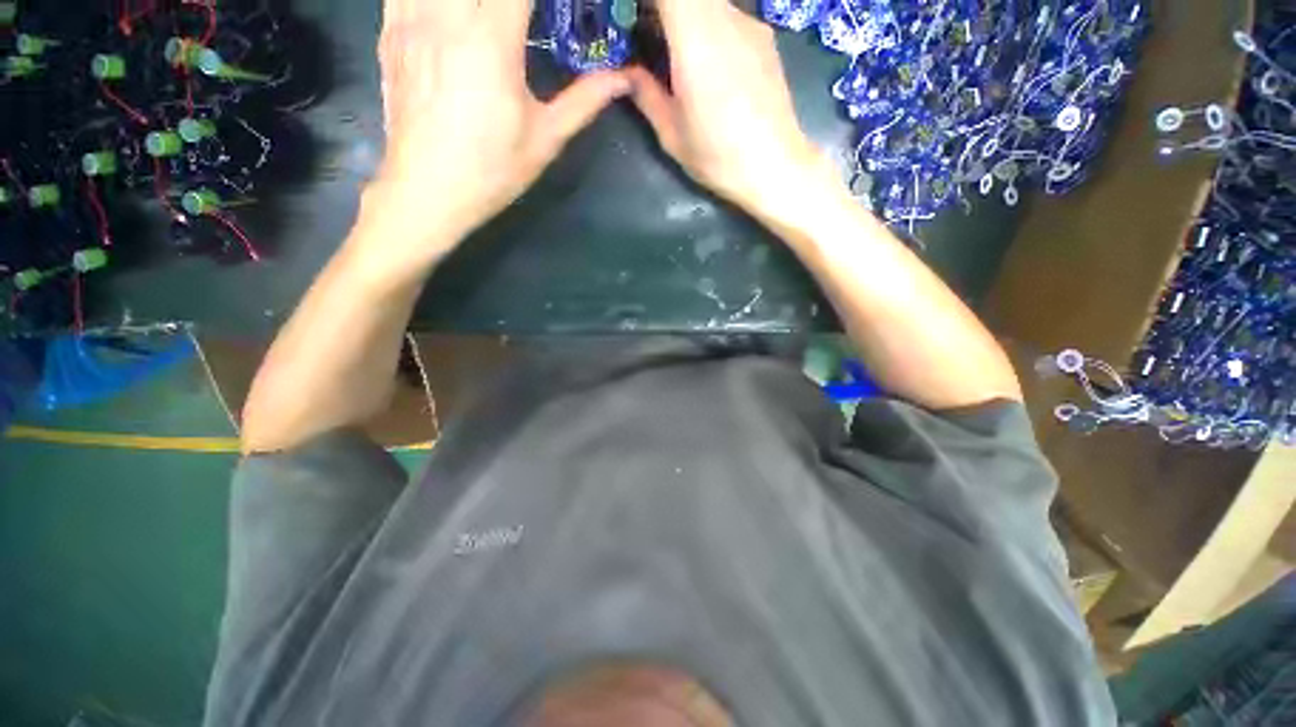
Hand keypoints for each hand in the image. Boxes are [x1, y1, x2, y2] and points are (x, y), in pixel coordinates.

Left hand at [368, 0, 630, 264]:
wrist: (428, 190)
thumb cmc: (492, 169)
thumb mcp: (546, 138)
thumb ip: (584, 100)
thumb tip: (622, 79)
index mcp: (492, 38)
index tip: (563, 10)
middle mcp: (447, 14)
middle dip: (514, 0)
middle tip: (526, 19)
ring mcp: (410, 17)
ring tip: (496, 20)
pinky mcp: (390, 31)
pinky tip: (455, 14)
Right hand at [627, 0, 833, 219]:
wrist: (775, 167)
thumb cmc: (719, 157)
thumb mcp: (672, 134)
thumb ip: (646, 94)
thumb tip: (626, 73)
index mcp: (696, 41)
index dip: (648, 2)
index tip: (634, 17)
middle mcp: (726, 20)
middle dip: (663, 10)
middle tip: (647, 36)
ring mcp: (751, 26)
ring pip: (711, 4)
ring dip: (687, 19)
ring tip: (678, 57)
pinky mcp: (766, 39)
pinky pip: (729, 17)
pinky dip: (710, 28)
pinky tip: (710, 67)